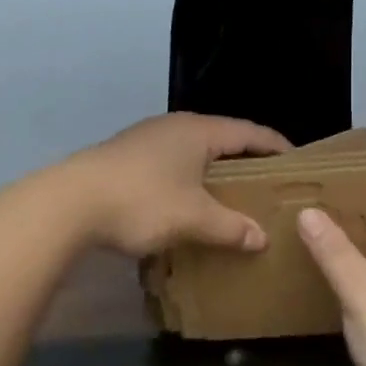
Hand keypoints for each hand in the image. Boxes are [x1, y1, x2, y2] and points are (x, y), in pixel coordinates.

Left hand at [64, 113, 292, 257]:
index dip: (275, 145)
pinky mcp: (125, 158)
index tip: (297, 161)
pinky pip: (170, 164)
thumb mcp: (193, 218)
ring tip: (230, 196)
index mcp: (198, 131)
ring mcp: (146, 140)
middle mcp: (174, 127)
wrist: (68, 204)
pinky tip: (186, 204)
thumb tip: (261, 238)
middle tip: (267, 183)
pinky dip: (188, 180)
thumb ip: (231, 227)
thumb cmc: (142, 201)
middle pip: (221, 138)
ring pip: (192, 152)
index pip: (249, 132)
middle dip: (245, 160)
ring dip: (213, 172)